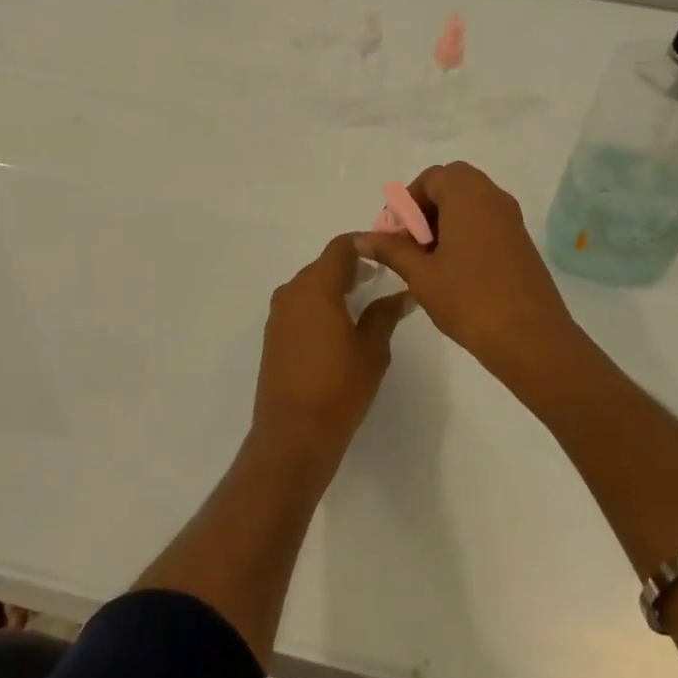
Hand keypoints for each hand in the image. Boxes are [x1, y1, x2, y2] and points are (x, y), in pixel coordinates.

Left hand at [253, 234, 413, 468]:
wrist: (292, 434)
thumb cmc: (339, 387)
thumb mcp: (372, 349)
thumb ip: (386, 314)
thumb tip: (404, 293)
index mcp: (317, 286)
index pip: (341, 247)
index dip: (366, 243)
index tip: (389, 252)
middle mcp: (292, 291)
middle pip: (324, 264)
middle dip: (353, 266)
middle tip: (383, 276)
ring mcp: (278, 313)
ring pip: (311, 285)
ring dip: (335, 286)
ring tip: (365, 300)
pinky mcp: (273, 335)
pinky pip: (300, 305)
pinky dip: (320, 305)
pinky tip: (340, 324)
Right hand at [354, 162, 576, 380]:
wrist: (531, 339)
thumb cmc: (470, 300)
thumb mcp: (421, 275)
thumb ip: (391, 249)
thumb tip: (361, 237)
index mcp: (468, 195)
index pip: (431, 178)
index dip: (407, 202)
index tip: (395, 234)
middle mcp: (492, 197)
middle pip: (452, 183)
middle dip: (426, 206)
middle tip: (411, 241)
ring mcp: (511, 218)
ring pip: (471, 201)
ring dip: (445, 218)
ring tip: (428, 258)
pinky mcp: (520, 241)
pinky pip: (487, 219)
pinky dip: (466, 230)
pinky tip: (453, 268)